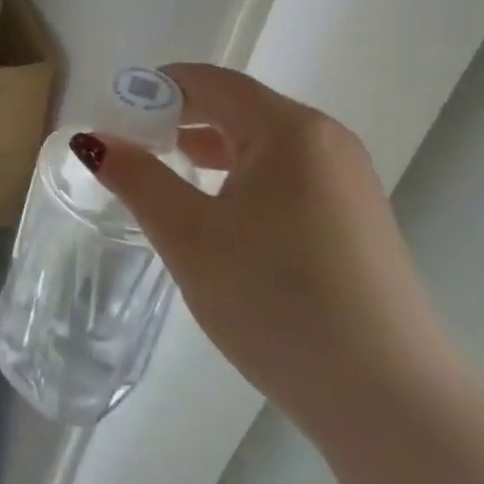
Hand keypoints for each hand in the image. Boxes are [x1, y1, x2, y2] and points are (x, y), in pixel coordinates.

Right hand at [82, 64, 456, 440]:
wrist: (389, 401)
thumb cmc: (277, 300)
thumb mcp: (190, 236)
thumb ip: (137, 178)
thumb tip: (94, 139)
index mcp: (290, 130)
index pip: (211, 82)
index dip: (157, 88)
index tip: (113, 112)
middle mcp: (326, 142)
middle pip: (238, 108)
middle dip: (180, 119)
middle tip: (131, 145)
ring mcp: (348, 182)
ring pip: (263, 144)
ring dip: (209, 149)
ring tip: (166, 173)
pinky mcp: (355, 220)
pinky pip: (286, 176)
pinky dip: (242, 177)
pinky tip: (219, 214)